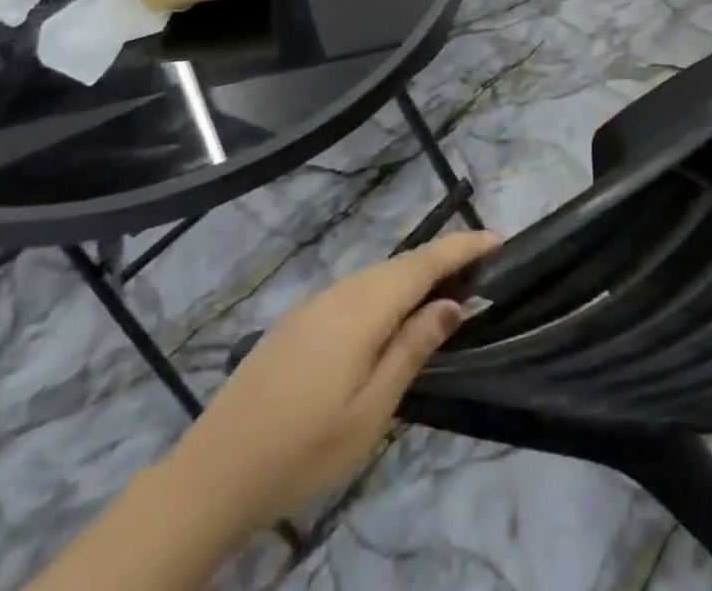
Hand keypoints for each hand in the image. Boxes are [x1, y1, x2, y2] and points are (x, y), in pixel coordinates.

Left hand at [161, 230, 497, 542]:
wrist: (212, 473)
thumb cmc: (303, 449)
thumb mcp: (371, 410)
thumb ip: (413, 349)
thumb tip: (452, 304)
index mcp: (364, 307)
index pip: (426, 262)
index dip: (463, 247)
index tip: (498, 239)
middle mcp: (342, 291)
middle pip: (403, 264)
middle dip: (444, 259)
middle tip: (481, 268)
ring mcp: (316, 303)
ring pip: (378, 276)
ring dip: (415, 276)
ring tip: (445, 290)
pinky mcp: (299, 321)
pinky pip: (357, 291)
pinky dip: (387, 291)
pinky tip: (391, 316)